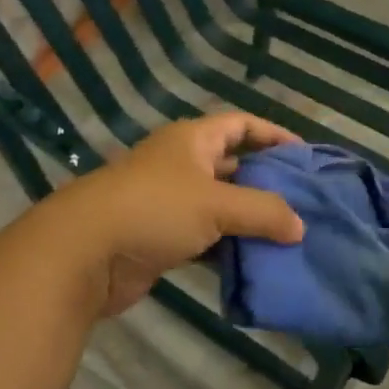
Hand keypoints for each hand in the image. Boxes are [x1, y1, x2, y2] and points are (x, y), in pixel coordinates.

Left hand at [34, 113, 305, 320]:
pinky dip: (230, 248)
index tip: (305, 156)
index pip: (241, 125)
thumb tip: (300, 228)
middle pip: (234, 166)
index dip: (274, 134)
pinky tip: (256, 263)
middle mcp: (182, 165)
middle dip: (268, 183)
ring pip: (222, 207)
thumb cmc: (154, 209)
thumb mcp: (216, 204)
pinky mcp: (163, 238)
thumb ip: (264, 212)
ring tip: (290, 236)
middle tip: (305, 202)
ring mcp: (171, 203)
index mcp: (193, 140)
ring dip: (250, 221)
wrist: (83, 254)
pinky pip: (207, 238)